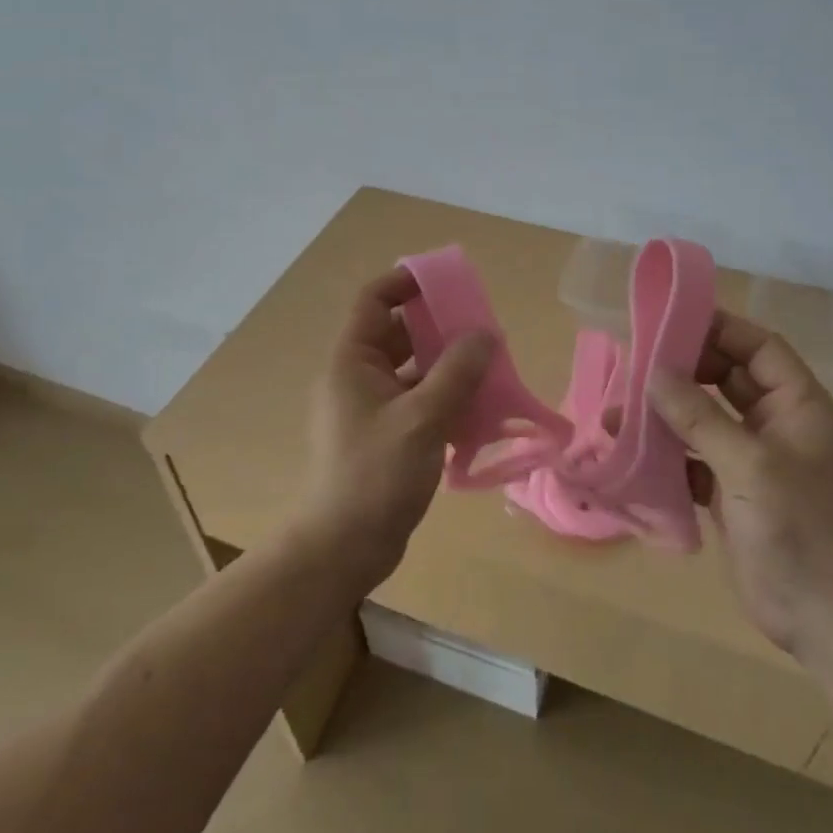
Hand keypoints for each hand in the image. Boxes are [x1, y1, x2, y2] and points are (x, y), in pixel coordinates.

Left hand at [296, 268, 494, 584]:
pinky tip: (478, 412)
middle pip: (399, 334)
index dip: (406, 282)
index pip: (374, 300)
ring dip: (448, 368)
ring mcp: (370, 409)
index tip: (448, 282)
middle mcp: (358, 377)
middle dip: (440, 328)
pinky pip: (418, 403)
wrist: (342, 550)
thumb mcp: (422, 418)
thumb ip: (457, 373)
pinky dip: (445, 401)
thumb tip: (485, 334)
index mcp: (352, 361)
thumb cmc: (375, 475)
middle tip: (483, 331)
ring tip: (490, 370)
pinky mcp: (385, 437)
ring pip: (413, 371)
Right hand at [649, 311, 832, 654]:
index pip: (758, 347)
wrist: (827, 620)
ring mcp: (753, 459)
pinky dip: (668, 453)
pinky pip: (695, 457)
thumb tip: (653, 373)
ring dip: (667, 414)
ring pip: (705, 418)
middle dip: (683, 370)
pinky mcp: (733, 492)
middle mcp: (776, 424)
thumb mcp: (750, 466)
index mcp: (798, 406)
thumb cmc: (800, 530)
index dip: (719, 329)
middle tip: (635, 365)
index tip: (670, 322)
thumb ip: (700, 416)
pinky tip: (633, 454)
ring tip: (620, 412)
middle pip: (727, 378)